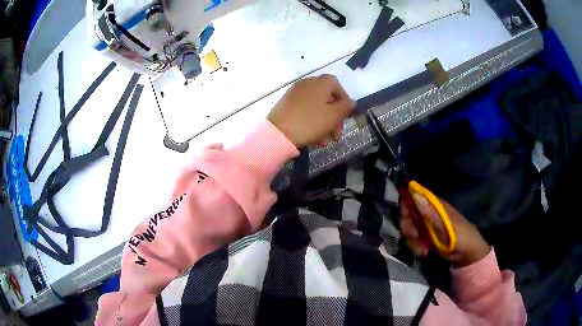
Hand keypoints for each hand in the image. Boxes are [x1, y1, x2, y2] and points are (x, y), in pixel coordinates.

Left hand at [268, 75, 355, 147]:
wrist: (278, 132)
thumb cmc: (310, 122)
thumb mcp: (333, 116)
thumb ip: (345, 107)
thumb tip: (351, 101)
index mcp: (320, 83)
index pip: (337, 85)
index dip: (344, 100)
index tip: (346, 116)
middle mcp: (307, 83)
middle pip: (327, 98)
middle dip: (334, 117)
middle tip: (336, 135)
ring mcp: (295, 93)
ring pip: (316, 107)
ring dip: (324, 123)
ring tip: (323, 141)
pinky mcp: (286, 103)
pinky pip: (304, 110)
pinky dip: (311, 121)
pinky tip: (313, 137)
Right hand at [400, 193, 490, 266]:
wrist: (466, 255)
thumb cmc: (461, 236)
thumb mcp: (447, 226)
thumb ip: (431, 213)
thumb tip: (415, 195)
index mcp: (435, 205)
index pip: (414, 197)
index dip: (407, 206)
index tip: (407, 219)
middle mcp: (428, 213)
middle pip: (408, 214)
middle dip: (408, 228)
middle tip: (415, 237)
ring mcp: (425, 226)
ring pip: (408, 229)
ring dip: (411, 241)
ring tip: (423, 250)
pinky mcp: (424, 238)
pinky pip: (412, 240)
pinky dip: (415, 247)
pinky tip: (424, 252)